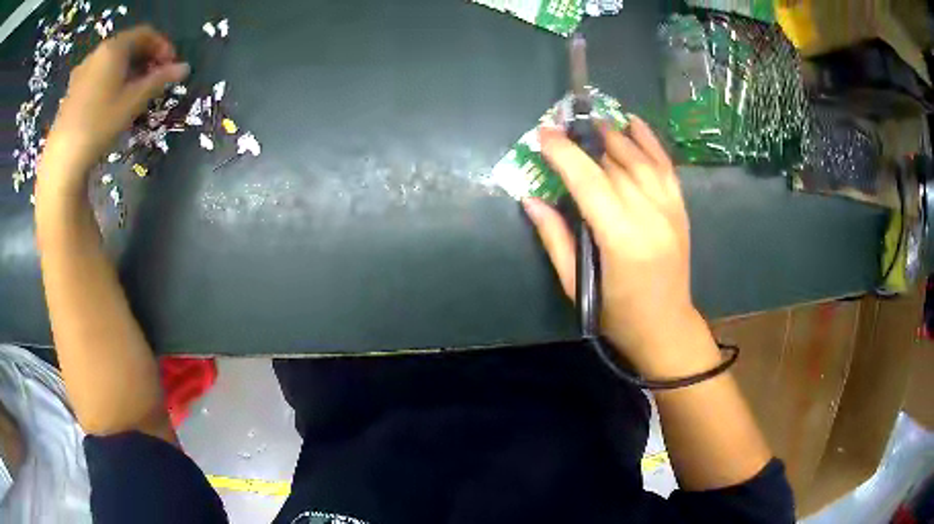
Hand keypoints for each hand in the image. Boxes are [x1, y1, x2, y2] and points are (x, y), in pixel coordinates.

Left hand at [39, 26, 188, 191]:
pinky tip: (111, 100)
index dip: (162, 46)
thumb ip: (159, 80)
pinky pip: (97, 74)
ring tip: (133, 91)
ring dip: (127, 69)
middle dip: (144, 58)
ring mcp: (82, 71)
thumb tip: (184, 68)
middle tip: (154, 79)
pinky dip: (110, 79)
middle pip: (127, 45)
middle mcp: (98, 52)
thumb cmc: (100, 124)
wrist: (63, 158)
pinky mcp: (72, 90)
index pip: (145, 34)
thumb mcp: (133, 102)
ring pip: (111, 61)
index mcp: (114, 48)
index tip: (171, 65)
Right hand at [523, 116, 714, 377]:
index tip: (544, 133)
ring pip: (641, 160)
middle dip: (586, 142)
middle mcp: (650, 217)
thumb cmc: (617, 315)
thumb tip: (531, 199)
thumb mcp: (577, 286)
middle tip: (563, 126)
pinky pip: (666, 167)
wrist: (666, 328)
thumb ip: (555, 239)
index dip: (565, 154)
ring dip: (616, 136)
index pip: (589, 182)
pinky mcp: (681, 210)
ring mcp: (670, 211)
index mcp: (621, 240)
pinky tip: (634, 123)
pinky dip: (650, 142)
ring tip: (593, 121)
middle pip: (615, 165)